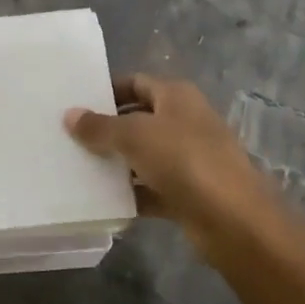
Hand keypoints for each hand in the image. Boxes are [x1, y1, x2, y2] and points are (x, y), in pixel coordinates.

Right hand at [64, 74, 271, 254]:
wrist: (234, 220)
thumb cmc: (184, 160)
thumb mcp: (134, 136)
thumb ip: (100, 127)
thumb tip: (70, 114)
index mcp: (176, 96)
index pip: (135, 83)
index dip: (107, 91)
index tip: (76, 104)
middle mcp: (185, 121)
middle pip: (139, 119)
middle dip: (108, 128)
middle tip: (71, 137)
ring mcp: (189, 159)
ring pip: (145, 155)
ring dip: (118, 162)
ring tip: (79, 167)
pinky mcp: (189, 193)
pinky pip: (152, 188)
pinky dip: (132, 193)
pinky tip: (104, 200)